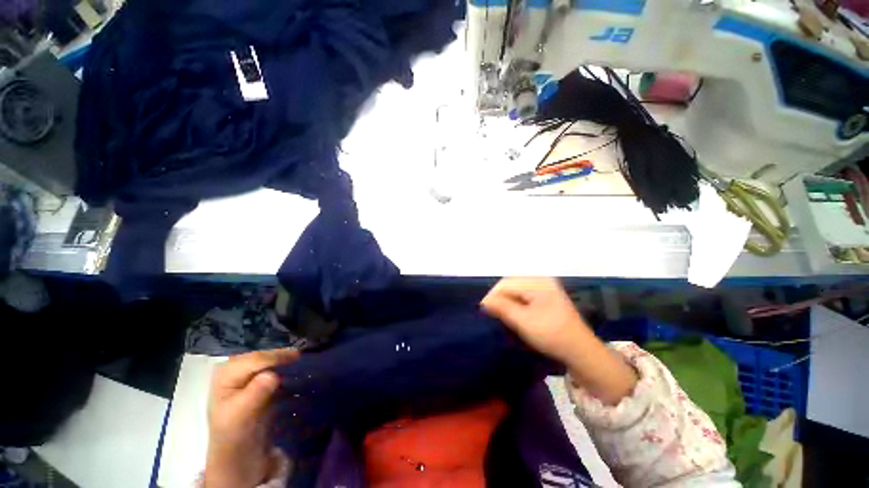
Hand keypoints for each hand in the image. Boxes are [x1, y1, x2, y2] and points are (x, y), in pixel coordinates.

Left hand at [204, 348, 298, 487]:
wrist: (238, 450)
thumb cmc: (235, 433)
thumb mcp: (241, 415)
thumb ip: (255, 393)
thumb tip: (272, 375)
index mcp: (225, 373)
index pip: (254, 359)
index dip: (275, 357)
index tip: (297, 358)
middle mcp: (234, 367)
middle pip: (262, 357)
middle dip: (280, 356)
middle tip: (300, 357)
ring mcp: (245, 373)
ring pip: (268, 360)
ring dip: (283, 361)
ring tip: (299, 361)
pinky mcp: (255, 380)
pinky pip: (271, 367)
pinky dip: (283, 367)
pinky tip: (293, 369)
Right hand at [481, 277, 636, 404]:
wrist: (581, 352)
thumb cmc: (551, 335)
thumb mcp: (523, 321)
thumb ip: (502, 307)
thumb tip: (484, 301)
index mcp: (537, 282)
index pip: (506, 283)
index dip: (492, 296)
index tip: (483, 310)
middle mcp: (542, 280)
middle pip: (512, 285)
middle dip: (500, 298)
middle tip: (491, 313)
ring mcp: (546, 289)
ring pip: (517, 291)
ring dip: (507, 302)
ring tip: (499, 314)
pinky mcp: (548, 298)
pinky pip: (525, 296)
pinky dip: (516, 304)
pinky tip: (513, 314)